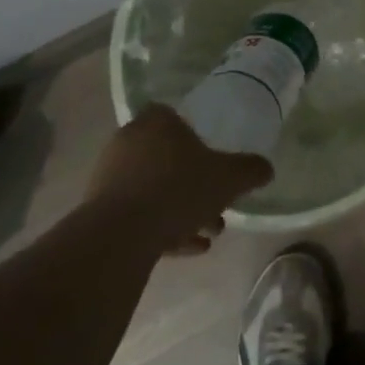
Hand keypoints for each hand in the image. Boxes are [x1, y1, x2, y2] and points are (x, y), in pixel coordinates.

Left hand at [87, 104, 272, 254]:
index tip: (210, 156)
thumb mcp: (229, 178)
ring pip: (154, 188)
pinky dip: (161, 226)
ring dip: (180, 208)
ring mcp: (110, 176)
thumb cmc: (179, 189)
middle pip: (167, 157)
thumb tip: (266, 169)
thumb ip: (250, 170)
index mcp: (157, 122)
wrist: (121, 235)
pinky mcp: (98, 211)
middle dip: (194, 182)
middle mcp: (129, 142)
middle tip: (217, 203)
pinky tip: (187, 248)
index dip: (193, 134)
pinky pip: (137, 213)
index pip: (174, 116)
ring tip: (208, 233)